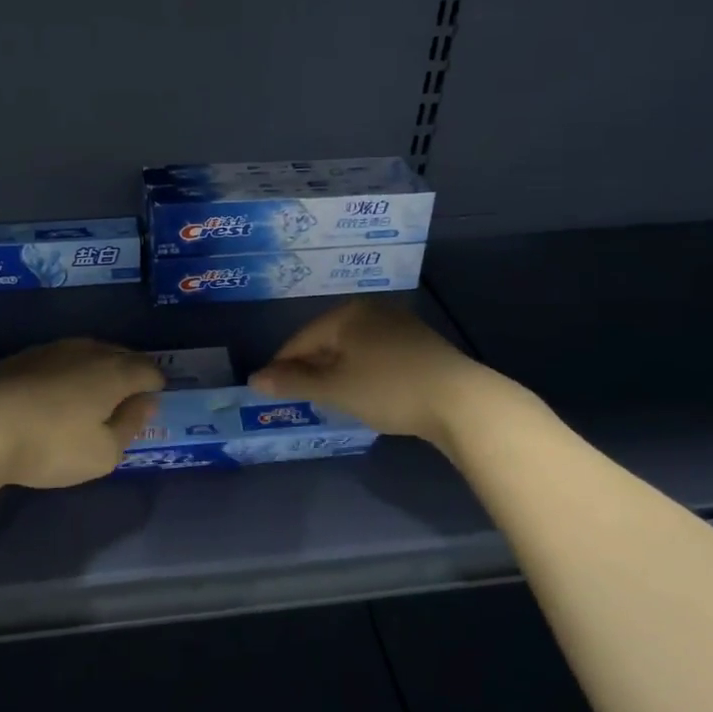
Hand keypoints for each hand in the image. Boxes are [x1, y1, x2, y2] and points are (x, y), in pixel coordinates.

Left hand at [0, 338, 165, 489]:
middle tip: (126, 399)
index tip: (151, 404)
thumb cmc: (50, 445)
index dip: (155, 386)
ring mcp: (52, 349)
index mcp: (115, 373)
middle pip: (121, 355)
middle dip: (129, 373)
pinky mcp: (22, 357)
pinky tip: (56, 392)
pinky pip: (60, 359)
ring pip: (88, 352)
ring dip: (97, 369)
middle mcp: (88, 352)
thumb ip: (130, 426)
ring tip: (92, 395)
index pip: (148, 370)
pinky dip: (68, 372)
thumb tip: (145, 403)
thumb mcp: (103, 453)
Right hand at [249, 300, 489, 447]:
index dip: (282, 365)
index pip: (301, 339)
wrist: (459, 401)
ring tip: (329, 397)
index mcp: (346, 314)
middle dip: (310, 367)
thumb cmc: (388, 389)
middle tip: (299, 396)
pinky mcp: (419, 343)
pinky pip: (375, 353)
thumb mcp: (334, 389)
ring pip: (353, 347)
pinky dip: (362, 371)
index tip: (270, 390)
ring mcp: (399, 324)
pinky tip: (364, 391)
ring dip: (336, 370)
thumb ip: (292, 383)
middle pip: (327, 339)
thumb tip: (253, 379)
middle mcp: (371, 310)